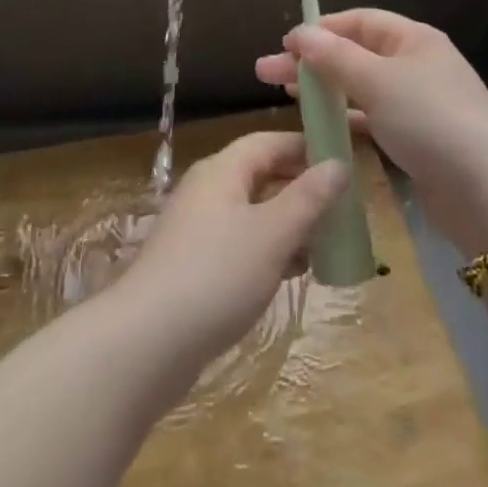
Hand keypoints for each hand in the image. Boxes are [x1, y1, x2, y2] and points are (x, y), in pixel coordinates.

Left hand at [115, 131, 348, 369]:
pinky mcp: (193, 267)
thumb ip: (308, 198)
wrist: (145, 345)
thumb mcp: (273, 233)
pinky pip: (240, 244)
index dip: (306, 146)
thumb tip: (338, 164)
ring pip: (253, 213)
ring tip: (326, 243)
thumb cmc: (216, 275)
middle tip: (342, 206)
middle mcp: (207, 191)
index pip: (269, 141)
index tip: (343, 159)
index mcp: (222, 171)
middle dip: (301, 188)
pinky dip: (269, 251)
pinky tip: (292, 273)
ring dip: (289, 223)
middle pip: (261, 175)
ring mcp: (197, 230)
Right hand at [255, 10, 487, 252]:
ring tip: (285, 97)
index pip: (359, 21)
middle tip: (265, 73)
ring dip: (325, 91)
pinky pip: (373, 121)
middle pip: (355, 54)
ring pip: (362, 89)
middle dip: (312, 62)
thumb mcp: (378, 81)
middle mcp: (416, 66)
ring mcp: (418, 105)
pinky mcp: (418, 142)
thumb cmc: (431, 120)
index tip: (283, 46)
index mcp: (413, 39)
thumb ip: (335, 57)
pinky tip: (320, 130)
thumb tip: (299, 33)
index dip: (320, 29)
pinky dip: (346, 122)